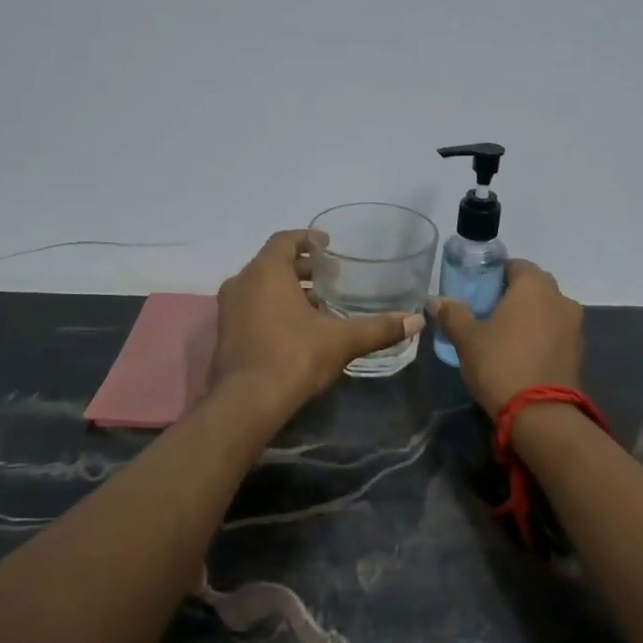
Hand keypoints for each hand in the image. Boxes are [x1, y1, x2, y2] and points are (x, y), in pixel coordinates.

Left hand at [211, 230, 422, 414]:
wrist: (247, 403)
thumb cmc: (294, 357)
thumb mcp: (342, 341)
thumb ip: (379, 328)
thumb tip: (416, 321)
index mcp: (266, 272)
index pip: (285, 240)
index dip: (307, 239)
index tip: (328, 244)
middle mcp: (242, 283)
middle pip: (273, 263)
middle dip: (302, 268)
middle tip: (331, 277)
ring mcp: (229, 309)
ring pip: (261, 287)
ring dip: (288, 290)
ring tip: (319, 305)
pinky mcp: (225, 333)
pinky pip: (252, 307)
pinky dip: (273, 308)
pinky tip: (298, 329)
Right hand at [430, 259, 583, 415]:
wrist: (540, 414)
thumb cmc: (499, 364)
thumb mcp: (466, 338)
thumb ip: (452, 314)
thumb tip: (435, 300)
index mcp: (534, 285)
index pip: (514, 265)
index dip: (494, 276)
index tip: (477, 294)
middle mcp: (560, 298)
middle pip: (533, 286)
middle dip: (512, 296)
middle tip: (487, 315)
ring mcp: (574, 325)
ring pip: (547, 310)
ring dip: (529, 317)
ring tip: (504, 338)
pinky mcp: (579, 351)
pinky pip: (556, 333)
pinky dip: (541, 337)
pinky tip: (522, 356)